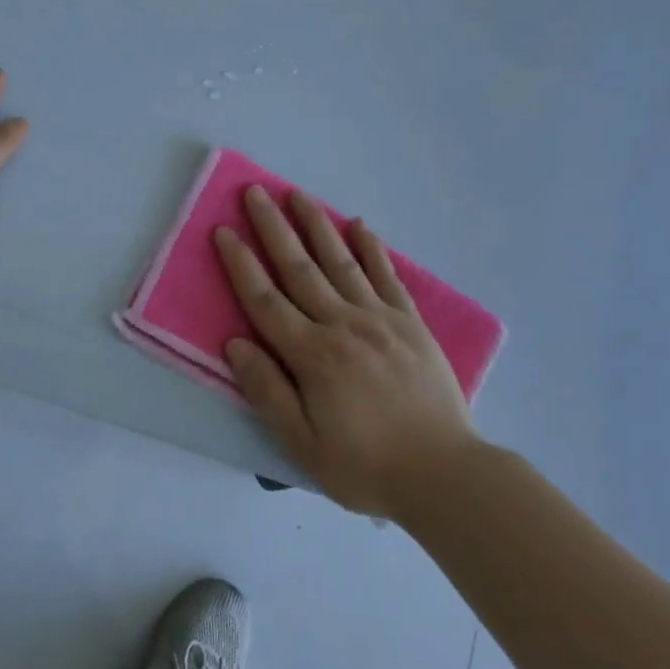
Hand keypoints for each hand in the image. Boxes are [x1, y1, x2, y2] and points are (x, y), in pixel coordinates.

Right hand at [214, 186, 477, 516]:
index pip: (265, 300)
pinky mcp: (410, 323)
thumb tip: (235, 344)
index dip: (241, 264)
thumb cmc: (366, 466)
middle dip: (273, 228)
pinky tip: (359, 226)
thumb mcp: (303, 444)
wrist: (445, 476)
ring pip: (340, 262)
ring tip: (297, 194)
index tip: (223, 231)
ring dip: (316, 225)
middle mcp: (342, 325)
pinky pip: (387, 276)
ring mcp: (380, 319)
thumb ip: (267, 390)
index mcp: (312, 355)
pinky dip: (371, 249)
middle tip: (254, 192)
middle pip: (299, 267)